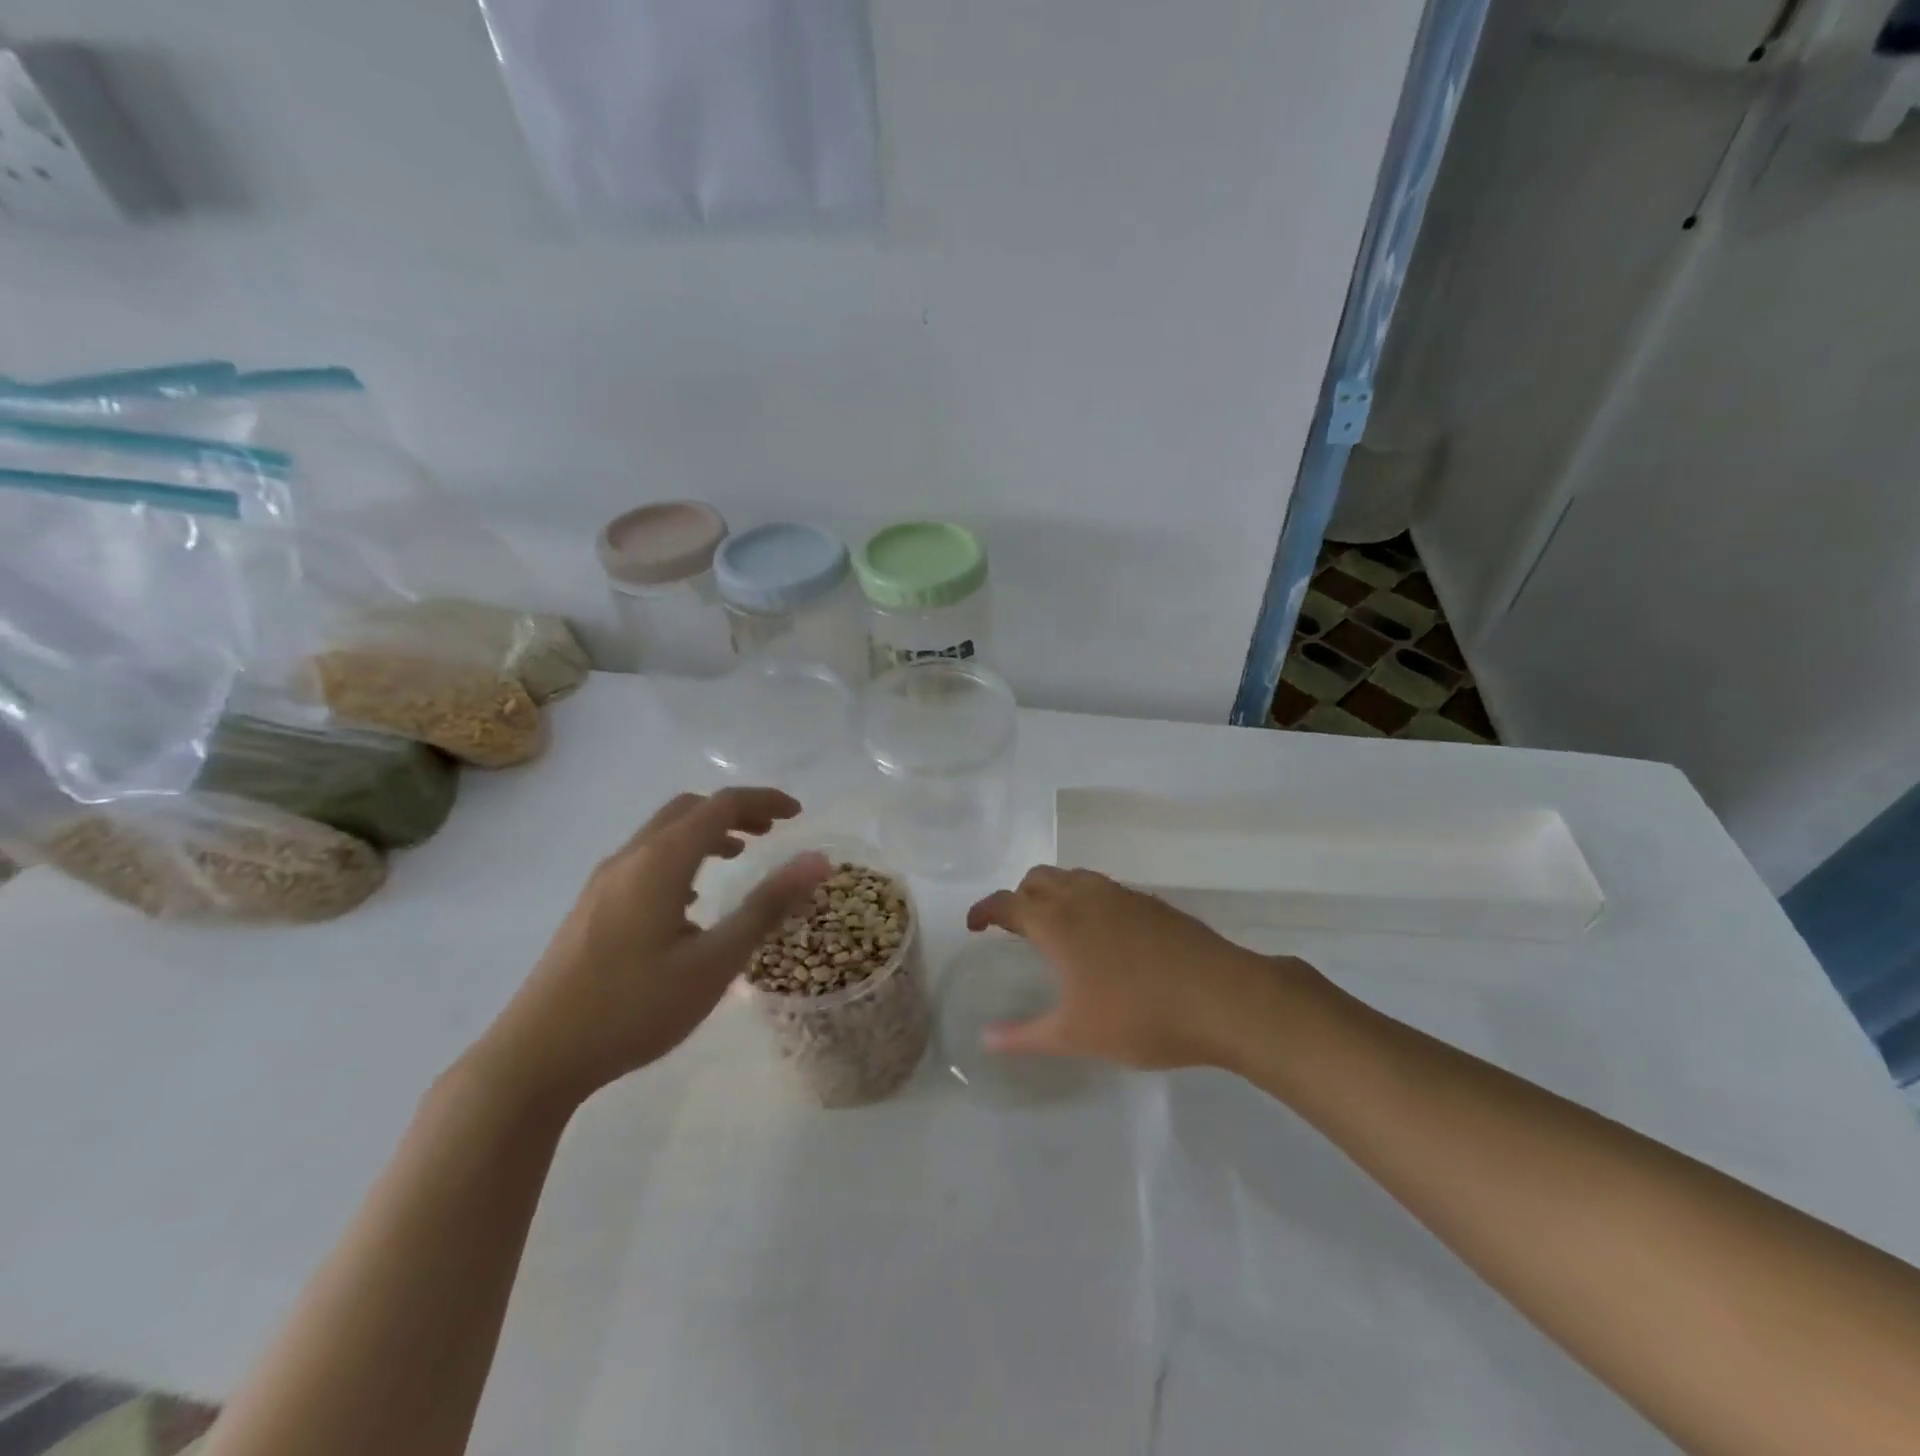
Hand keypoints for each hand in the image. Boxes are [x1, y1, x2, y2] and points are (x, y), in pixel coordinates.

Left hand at [474, 788, 829, 1106]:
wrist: (535, 1057)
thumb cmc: (634, 1007)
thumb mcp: (714, 962)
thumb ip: (767, 906)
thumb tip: (817, 861)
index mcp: (661, 861)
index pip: (721, 805)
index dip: (764, 801)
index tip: (799, 814)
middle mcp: (629, 858)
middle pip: (688, 809)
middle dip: (734, 811)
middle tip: (771, 833)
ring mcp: (603, 882)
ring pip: (662, 833)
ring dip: (705, 833)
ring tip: (738, 857)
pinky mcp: (590, 907)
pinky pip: (644, 859)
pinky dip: (679, 857)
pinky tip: (690, 900)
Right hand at [966, 867, 1310, 1070]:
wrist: (1224, 998)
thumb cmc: (1140, 1017)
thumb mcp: (1075, 1035)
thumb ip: (1024, 1036)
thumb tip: (986, 1040)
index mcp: (1058, 922)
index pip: (1008, 901)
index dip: (985, 910)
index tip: (974, 926)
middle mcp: (1085, 897)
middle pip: (1039, 878)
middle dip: (1020, 897)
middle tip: (1017, 930)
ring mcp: (1122, 896)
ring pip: (1075, 878)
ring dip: (1055, 894)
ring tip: (1058, 931)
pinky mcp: (1152, 904)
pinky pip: (1105, 889)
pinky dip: (1088, 901)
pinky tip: (1104, 938)